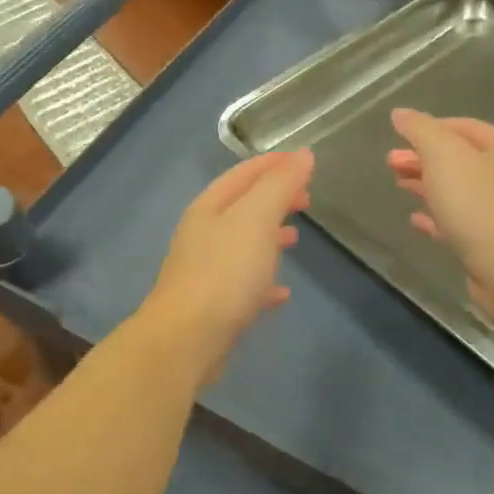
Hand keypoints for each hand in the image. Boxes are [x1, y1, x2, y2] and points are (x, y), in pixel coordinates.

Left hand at [142, 150, 313, 383]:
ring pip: (242, 244)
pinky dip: (264, 280)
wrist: (187, 339)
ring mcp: (205, 269)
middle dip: (274, 199)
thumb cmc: (224, 272)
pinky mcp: (212, 304)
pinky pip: (243, 283)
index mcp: (209, 207)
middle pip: (242, 206)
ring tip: (296, 239)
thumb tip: (303, 154)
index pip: (244, 174)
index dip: (274, 164)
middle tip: (306, 200)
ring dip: (268, 237)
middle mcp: (203, 233)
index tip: (305, 162)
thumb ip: (279, 185)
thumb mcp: (256, 219)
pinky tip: (282, 293)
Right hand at [388, 109, 493, 332]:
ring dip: (427, 184)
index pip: (463, 127)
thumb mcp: (443, 155)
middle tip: (391, 163)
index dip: (429, 128)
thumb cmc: (477, 203)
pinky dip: (437, 216)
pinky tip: (416, 219)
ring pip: (459, 190)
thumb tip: (401, 114)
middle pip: (460, 159)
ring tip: (399, 185)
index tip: (399, 136)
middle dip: (423, 158)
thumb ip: (421, 130)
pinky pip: (461, 221)